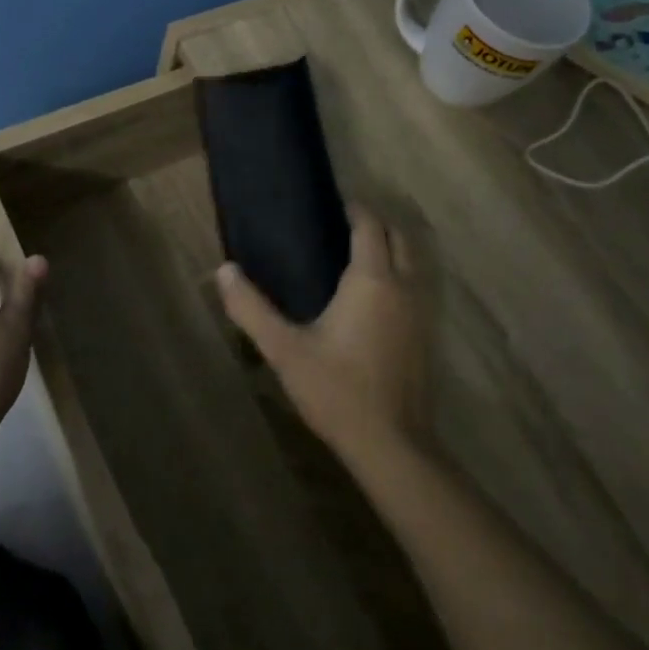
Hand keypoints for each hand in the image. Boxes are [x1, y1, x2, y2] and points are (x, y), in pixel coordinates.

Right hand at [215, 205, 430, 470]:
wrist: (390, 445)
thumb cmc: (336, 390)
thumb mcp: (284, 349)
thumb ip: (251, 308)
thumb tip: (224, 270)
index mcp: (372, 280)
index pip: (370, 226)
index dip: (355, 210)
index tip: (334, 204)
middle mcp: (403, 287)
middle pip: (399, 237)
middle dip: (376, 224)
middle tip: (343, 225)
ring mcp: (420, 312)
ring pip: (412, 262)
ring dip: (390, 249)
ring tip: (355, 254)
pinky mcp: (425, 336)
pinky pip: (415, 287)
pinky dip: (398, 275)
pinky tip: (372, 297)